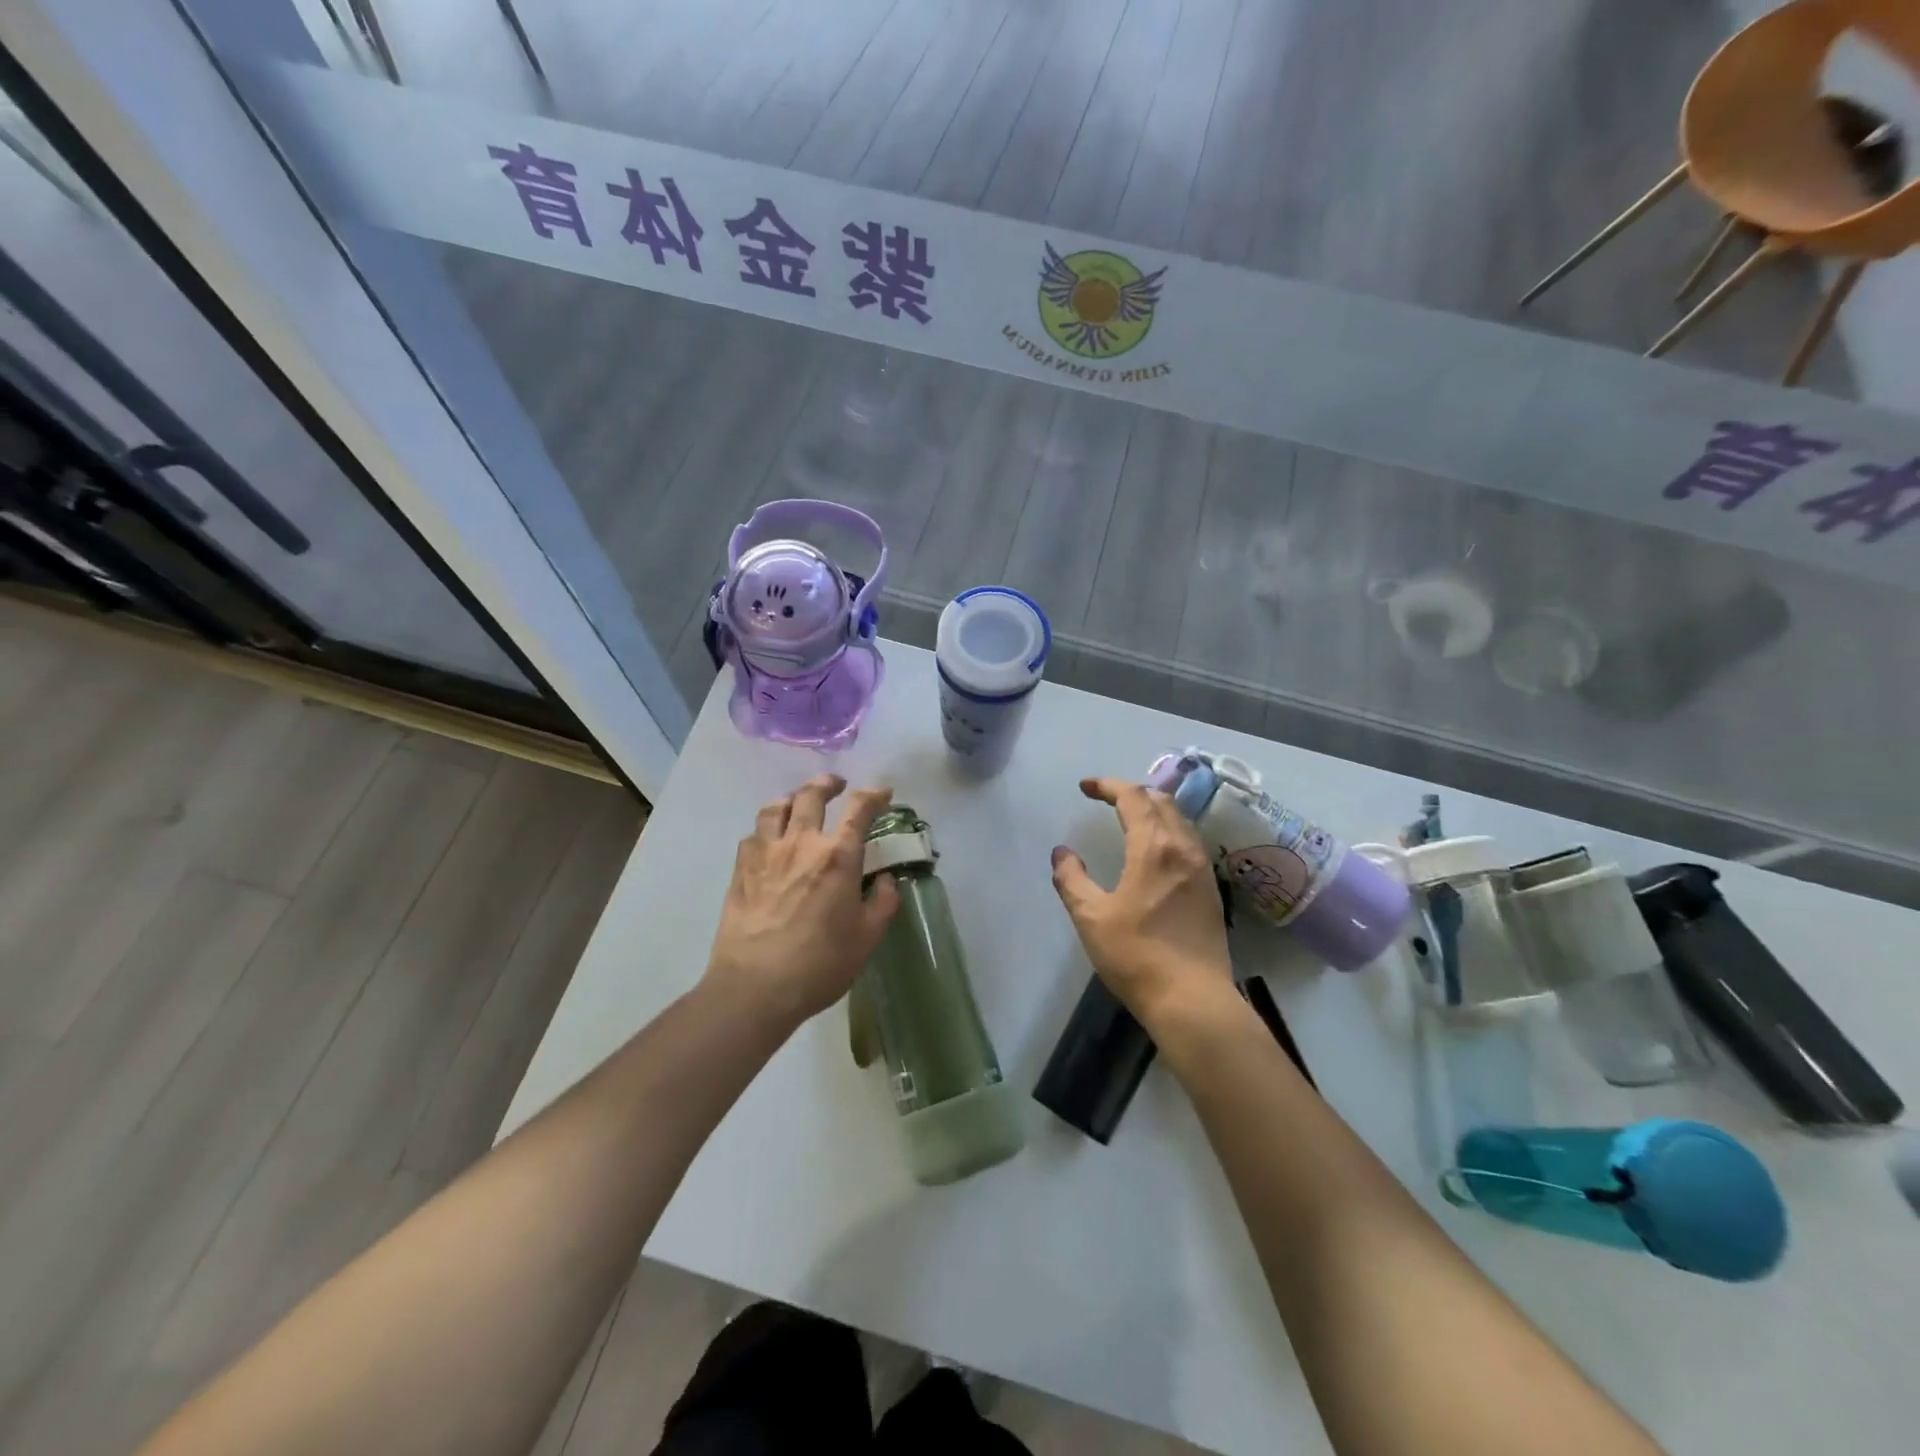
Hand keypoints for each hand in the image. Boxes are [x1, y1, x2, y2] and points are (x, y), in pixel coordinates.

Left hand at [705, 775, 899, 1027]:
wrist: (754, 987)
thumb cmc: (819, 964)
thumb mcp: (866, 939)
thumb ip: (882, 904)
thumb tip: (886, 881)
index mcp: (837, 857)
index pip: (859, 809)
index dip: (874, 795)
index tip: (883, 793)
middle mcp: (801, 843)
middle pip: (811, 795)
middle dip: (828, 784)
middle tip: (837, 786)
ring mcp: (766, 853)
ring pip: (776, 807)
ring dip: (792, 799)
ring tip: (799, 804)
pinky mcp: (741, 869)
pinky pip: (753, 833)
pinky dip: (767, 827)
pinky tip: (770, 839)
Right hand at [1051, 777, 1233, 1027]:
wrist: (1192, 1000)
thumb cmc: (1136, 956)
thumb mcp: (1091, 917)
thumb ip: (1072, 879)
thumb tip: (1062, 853)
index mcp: (1154, 848)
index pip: (1133, 797)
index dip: (1108, 785)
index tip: (1085, 787)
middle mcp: (1184, 849)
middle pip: (1162, 802)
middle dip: (1133, 792)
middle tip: (1107, 799)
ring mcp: (1203, 869)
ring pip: (1180, 820)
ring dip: (1154, 809)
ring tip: (1130, 818)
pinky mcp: (1211, 889)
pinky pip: (1190, 841)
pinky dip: (1169, 830)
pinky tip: (1156, 850)